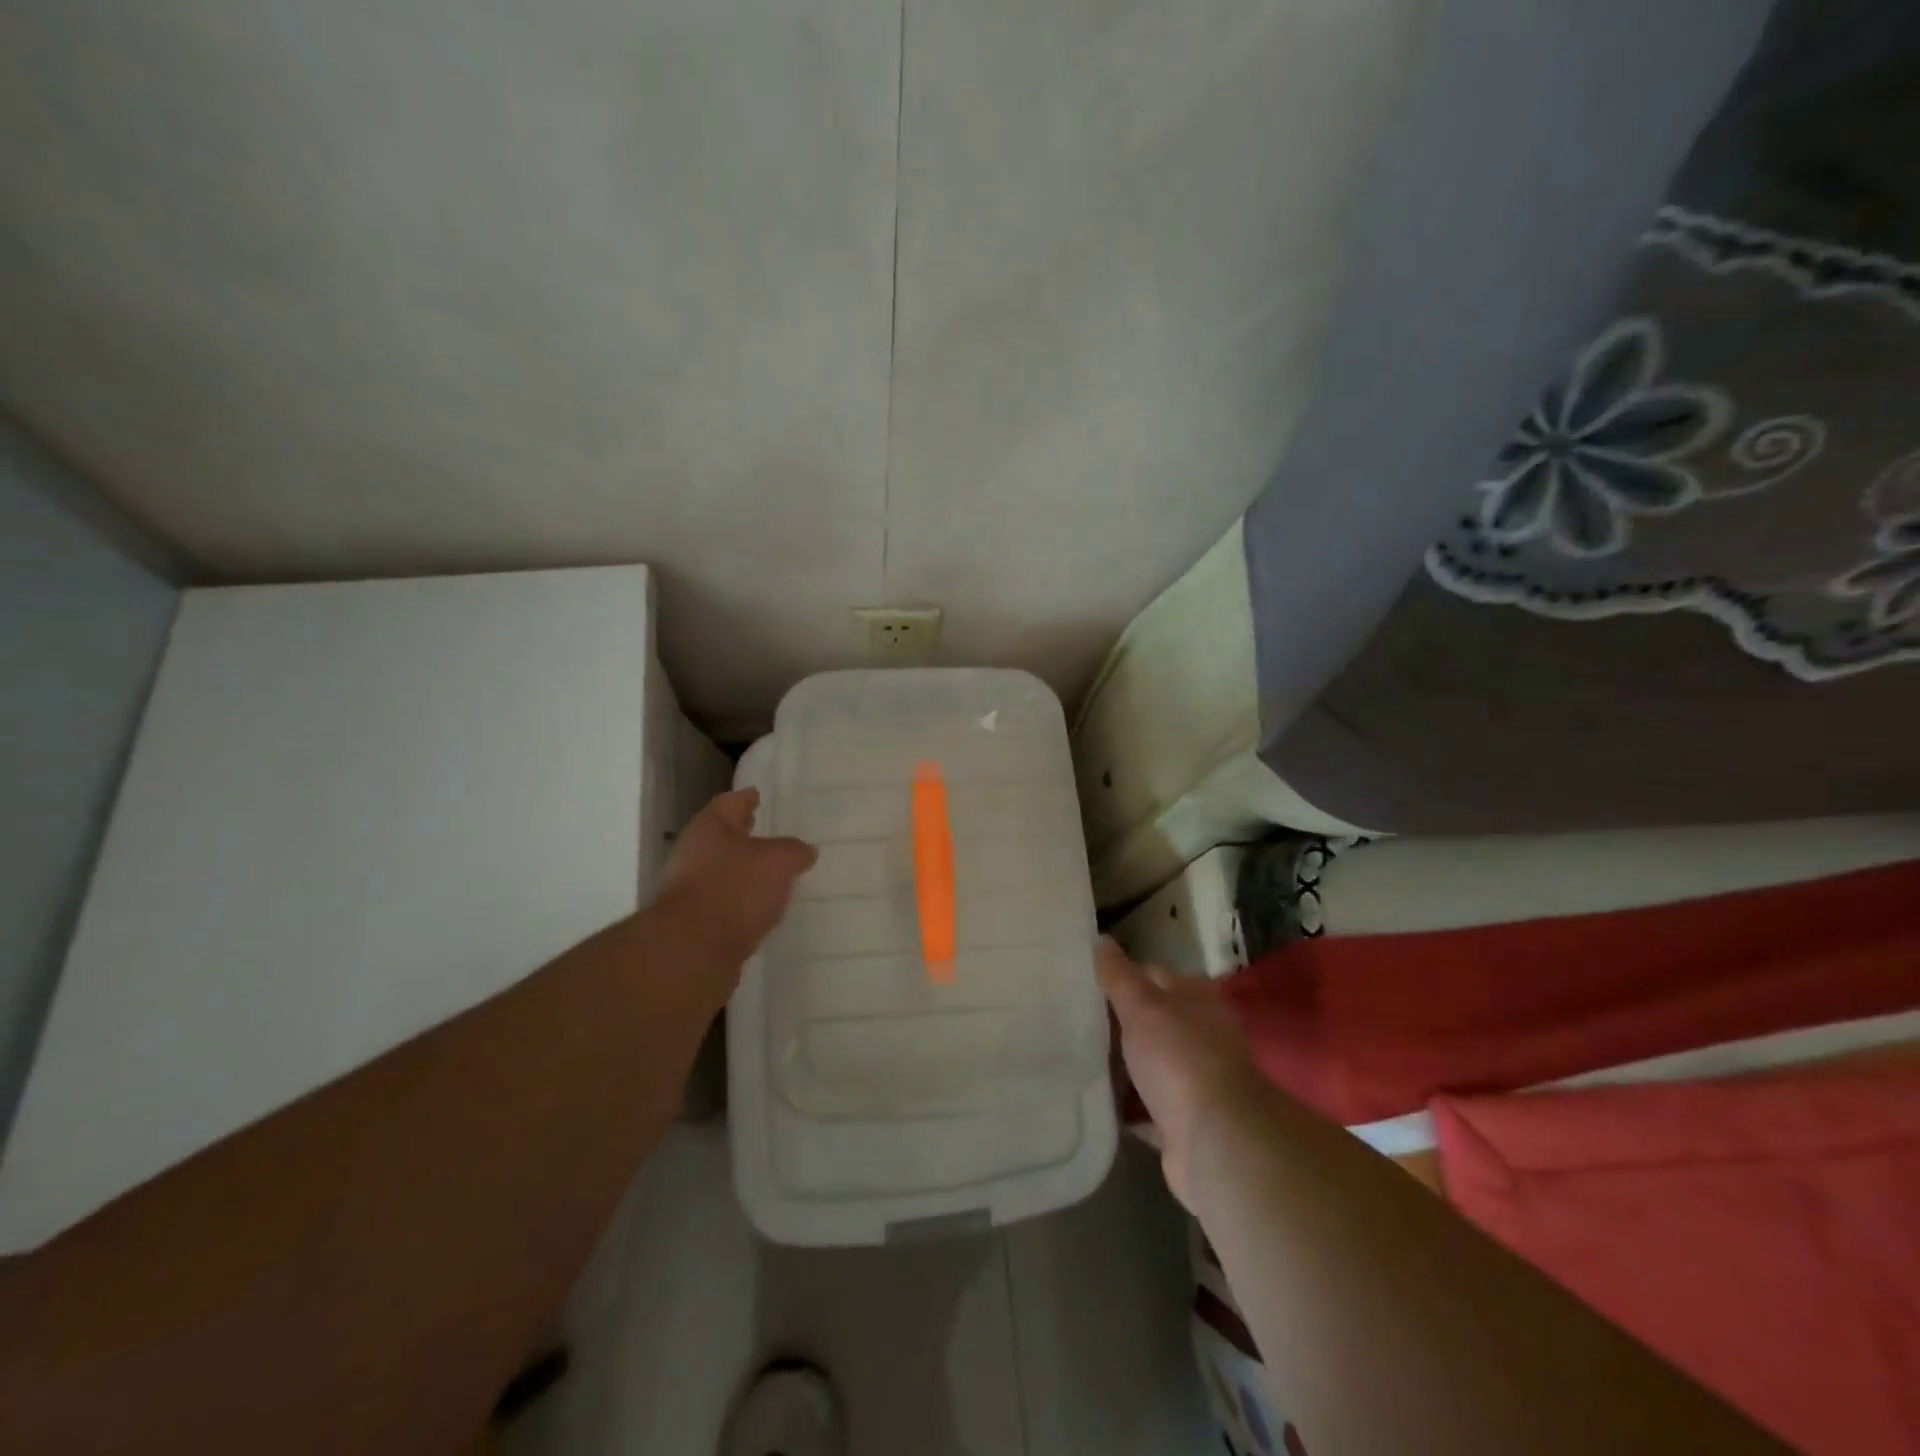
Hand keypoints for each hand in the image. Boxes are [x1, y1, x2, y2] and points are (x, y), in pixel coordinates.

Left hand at [656, 788, 816, 969]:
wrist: (695, 949)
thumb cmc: (736, 888)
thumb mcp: (779, 861)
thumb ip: (794, 850)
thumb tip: (805, 851)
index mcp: (710, 827)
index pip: (730, 802)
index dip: (746, 798)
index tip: (758, 794)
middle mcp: (694, 851)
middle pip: (722, 835)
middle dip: (743, 833)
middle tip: (764, 828)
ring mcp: (690, 887)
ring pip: (722, 868)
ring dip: (743, 867)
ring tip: (770, 869)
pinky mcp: (695, 919)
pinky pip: (724, 898)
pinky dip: (740, 896)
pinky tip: (760, 903)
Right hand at [1096, 938, 1266, 1209]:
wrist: (1215, 1140)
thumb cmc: (1178, 1058)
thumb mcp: (1142, 1006)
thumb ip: (1119, 975)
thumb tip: (1101, 939)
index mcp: (1196, 998)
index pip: (1151, 974)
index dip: (1119, 976)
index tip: (1083, 983)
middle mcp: (1201, 1034)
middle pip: (1150, 1020)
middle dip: (1116, 1022)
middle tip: (1071, 1019)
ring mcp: (1195, 1078)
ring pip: (1148, 1062)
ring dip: (1121, 1064)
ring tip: (1076, 1056)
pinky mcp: (1184, 1119)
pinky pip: (1146, 1104)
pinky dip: (1126, 1102)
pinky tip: (1095, 1097)